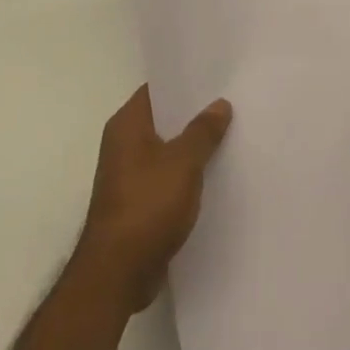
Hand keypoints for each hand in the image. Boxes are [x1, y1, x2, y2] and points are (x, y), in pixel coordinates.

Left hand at [76, 86, 231, 313]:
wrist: (117, 275)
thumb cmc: (147, 206)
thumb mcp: (183, 162)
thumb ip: (203, 131)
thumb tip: (219, 104)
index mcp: (127, 125)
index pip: (158, 89)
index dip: (186, 80)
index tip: (217, 75)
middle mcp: (123, 145)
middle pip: (165, 118)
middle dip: (195, 113)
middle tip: (232, 101)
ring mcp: (130, 175)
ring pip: (168, 149)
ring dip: (193, 145)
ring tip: (231, 133)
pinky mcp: (138, 203)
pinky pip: (168, 176)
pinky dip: (188, 173)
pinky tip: (216, 172)